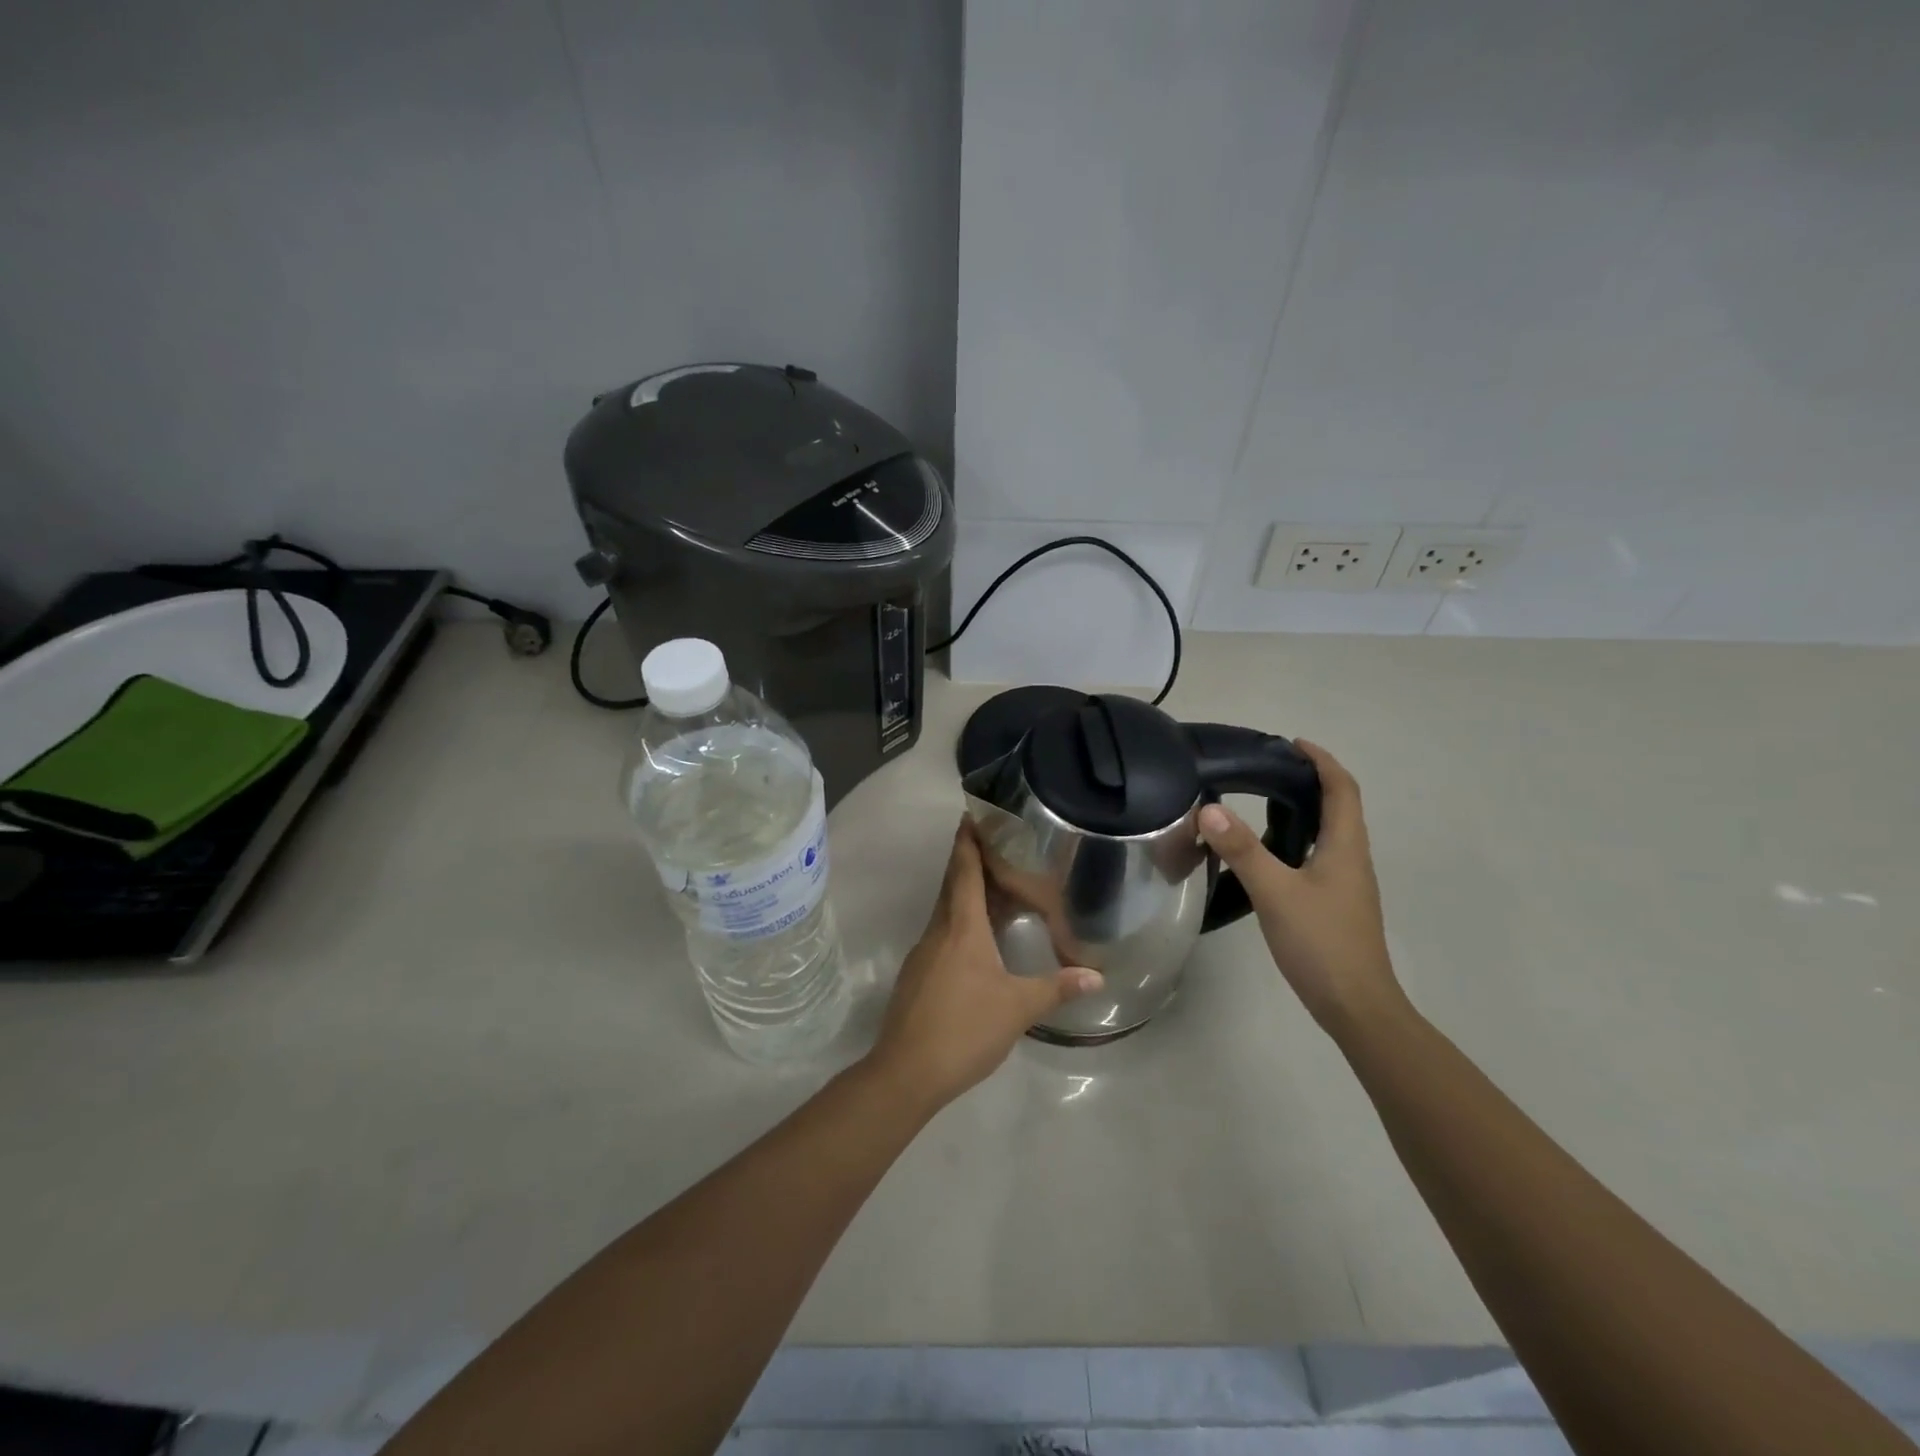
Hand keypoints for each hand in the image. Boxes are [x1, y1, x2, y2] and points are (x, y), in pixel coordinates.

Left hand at [868, 819, 1102, 1108]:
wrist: (906, 1072)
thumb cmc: (964, 1028)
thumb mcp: (1018, 1008)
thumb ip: (1057, 988)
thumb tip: (1097, 976)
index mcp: (961, 927)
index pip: (963, 870)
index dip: (967, 840)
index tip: (971, 813)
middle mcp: (938, 931)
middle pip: (953, 885)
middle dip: (970, 860)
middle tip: (997, 843)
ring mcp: (923, 954)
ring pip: (946, 911)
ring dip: (966, 893)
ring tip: (996, 886)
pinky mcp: (918, 976)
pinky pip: (942, 934)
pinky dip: (961, 922)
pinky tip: (979, 939)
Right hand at [1197, 740, 1403, 1034]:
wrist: (1356, 1006)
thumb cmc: (1321, 943)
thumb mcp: (1275, 892)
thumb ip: (1242, 850)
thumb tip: (1209, 809)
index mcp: (1346, 847)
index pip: (1342, 789)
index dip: (1322, 761)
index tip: (1292, 743)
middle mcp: (1352, 859)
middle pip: (1339, 807)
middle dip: (1310, 781)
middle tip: (1267, 770)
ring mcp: (1346, 884)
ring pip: (1329, 833)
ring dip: (1304, 810)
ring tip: (1262, 803)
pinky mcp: (1335, 904)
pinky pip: (1319, 856)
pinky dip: (1297, 839)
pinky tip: (1269, 855)